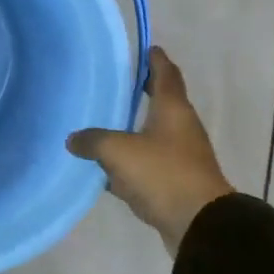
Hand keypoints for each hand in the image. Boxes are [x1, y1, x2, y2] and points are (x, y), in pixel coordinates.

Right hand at [67, 48, 233, 252]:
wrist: (200, 226)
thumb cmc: (163, 174)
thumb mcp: (118, 151)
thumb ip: (93, 140)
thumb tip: (73, 139)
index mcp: (173, 109)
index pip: (166, 73)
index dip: (155, 59)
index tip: (147, 48)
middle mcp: (181, 128)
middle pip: (161, 102)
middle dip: (141, 93)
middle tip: (115, 85)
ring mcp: (181, 157)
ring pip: (153, 135)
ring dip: (133, 129)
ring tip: (104, 124)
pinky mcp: (176, 183)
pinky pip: (149, 165)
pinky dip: (131, 162)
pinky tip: (108, 169)